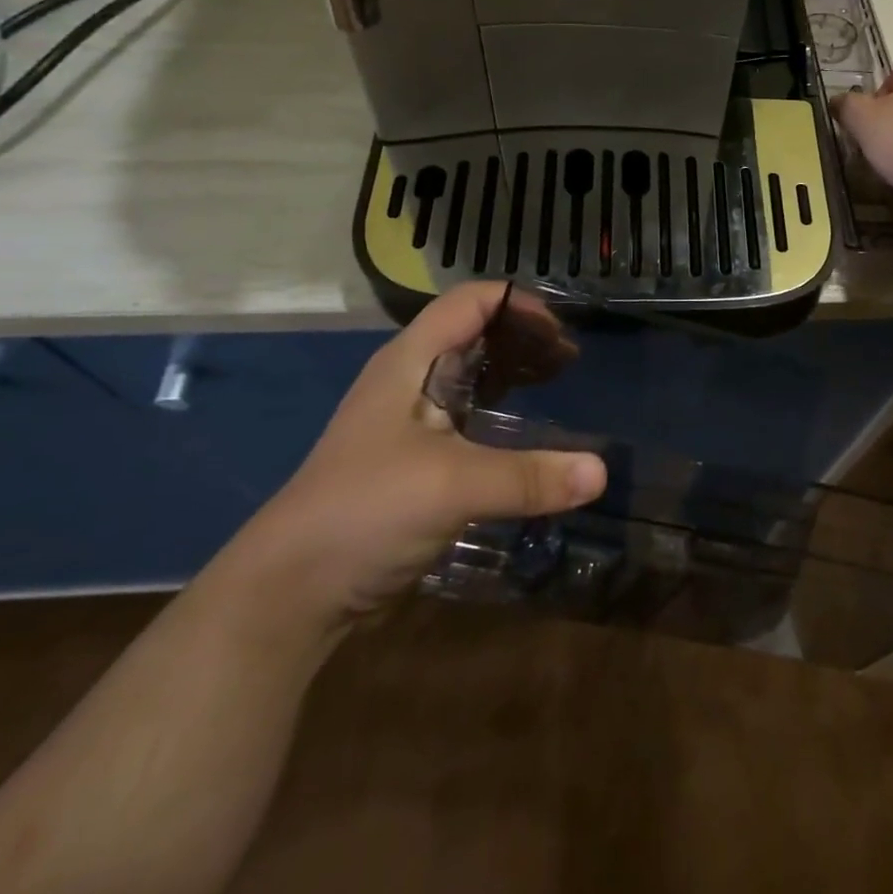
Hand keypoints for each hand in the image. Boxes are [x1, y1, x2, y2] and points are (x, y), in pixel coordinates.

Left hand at [238, 284, 606, 621]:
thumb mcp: (451, 486)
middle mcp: (409, 380)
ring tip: (558, 385)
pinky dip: (502, 414)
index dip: (518, 304)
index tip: (563, 331)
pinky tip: (527, 436)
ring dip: (514, 374)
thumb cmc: (364, 511)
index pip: (469, 302)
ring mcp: (409, 422)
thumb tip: (601, 473)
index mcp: (409, 361)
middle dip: (524, 338)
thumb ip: (528, 477)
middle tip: (571, 360)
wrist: (291, 591)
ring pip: (471, 376)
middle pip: (474, 333)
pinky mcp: (414, 460)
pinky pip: (468, 418)